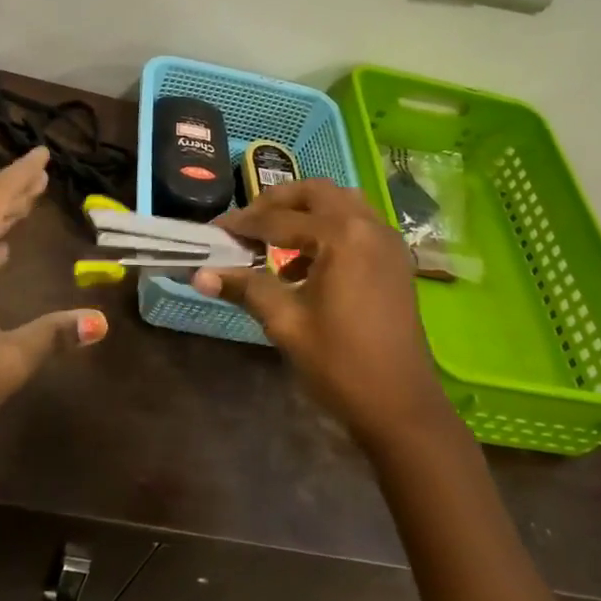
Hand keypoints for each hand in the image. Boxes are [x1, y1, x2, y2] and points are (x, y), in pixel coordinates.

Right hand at [193, 179, 454, 451]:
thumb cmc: (340, 365)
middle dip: (277, 202)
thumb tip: (198, 274)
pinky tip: (306, 265)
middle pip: (315, 193)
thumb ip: (246, 288)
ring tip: (275, 239)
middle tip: (247, 224)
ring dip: (306, 211)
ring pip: (340, 203)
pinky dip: (329, 229)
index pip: (279, 219)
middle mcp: (368, 226)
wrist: (401, 408)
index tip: (213, 231)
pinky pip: (357, 224)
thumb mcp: (286, 323)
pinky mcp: (395, 260)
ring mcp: (387, 241)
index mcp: (341, 236)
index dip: (242, 224)